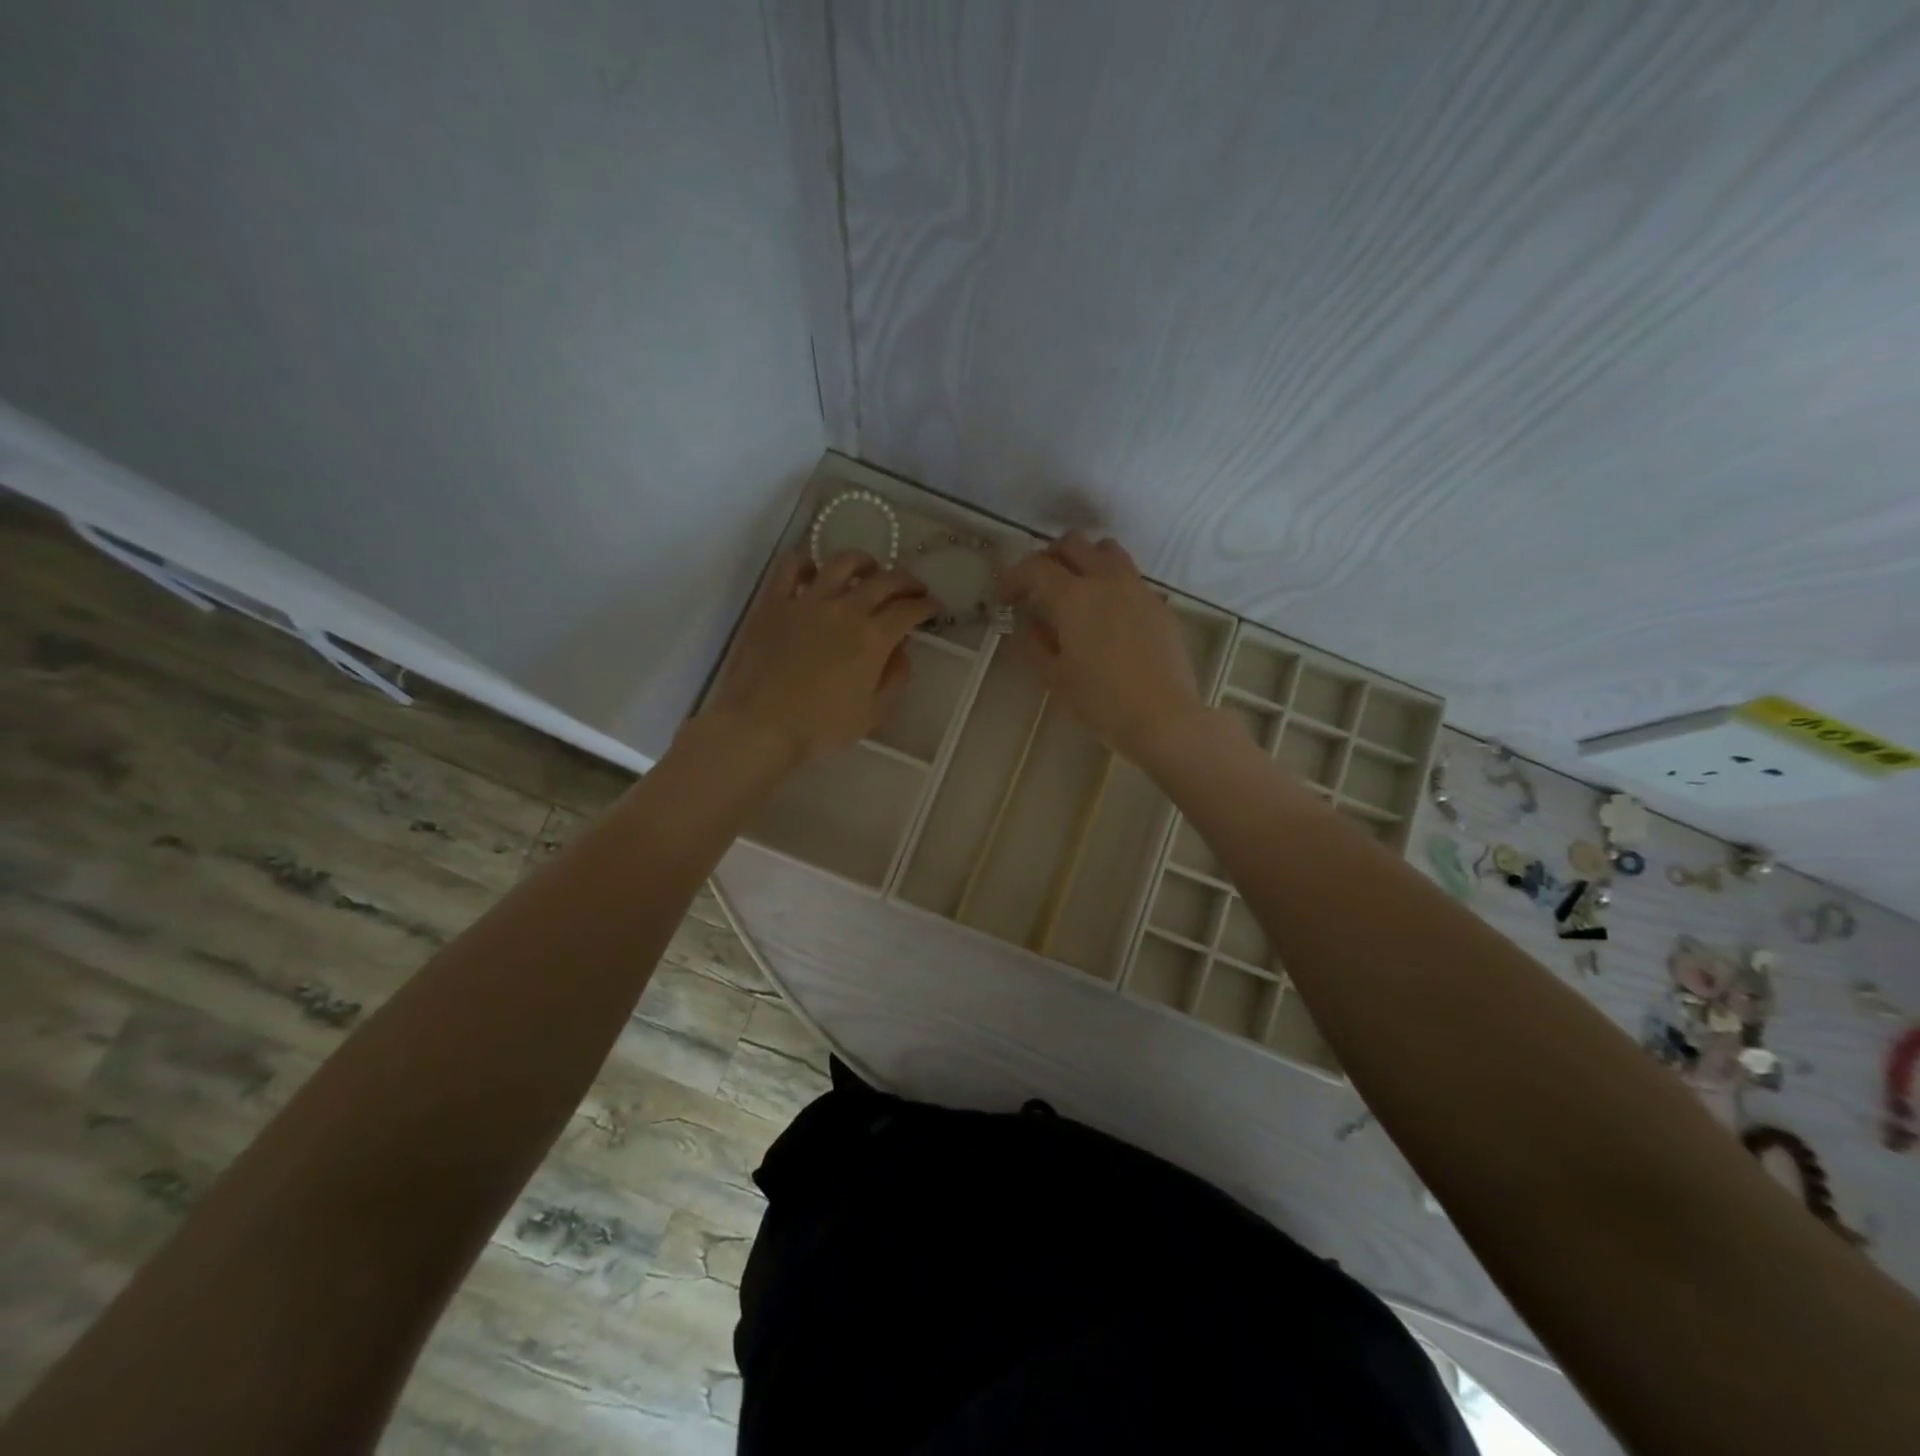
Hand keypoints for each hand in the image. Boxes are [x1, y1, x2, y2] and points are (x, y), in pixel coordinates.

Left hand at [698, 550, 934, 768]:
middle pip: (884, 580)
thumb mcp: (873, 714)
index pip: (909, 610)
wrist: (761, 725)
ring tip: (870, 569)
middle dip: (906, 580)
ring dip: (863, 562)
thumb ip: (896, 678)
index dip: (927, 605)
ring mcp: (808, 601)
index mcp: (874, 638)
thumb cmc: (821, 727)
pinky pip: (791, 567)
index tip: (934, 607)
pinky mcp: (775, 602)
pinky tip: (815, 567)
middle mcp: (845, 609)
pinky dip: (807, 560)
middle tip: (913, 588)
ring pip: (842, 563)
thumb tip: (902, 651)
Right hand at [998, 533, 1207, 763]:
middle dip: (1048, 558)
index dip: (1013, 577)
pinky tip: (1106, 613)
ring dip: (1083, 559)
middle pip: (1073, 544)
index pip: (1035, 568)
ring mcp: (1137, 589)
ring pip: (1106, 550)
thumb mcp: (1055, 677)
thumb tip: (1028, 624)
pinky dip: (1110, 581)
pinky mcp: (1158, 604)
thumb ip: (1034, 644)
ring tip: (1074, 588)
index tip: (1004, 597)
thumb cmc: (1101, 701)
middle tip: (1037, 585)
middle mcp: (1106, 580)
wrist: (1163, 717)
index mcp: (1074, 597)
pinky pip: (1129, 576)